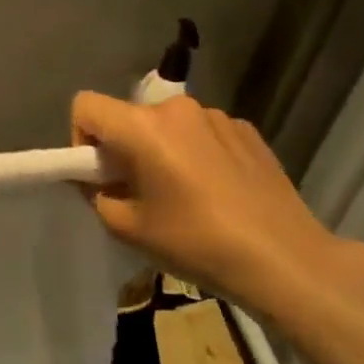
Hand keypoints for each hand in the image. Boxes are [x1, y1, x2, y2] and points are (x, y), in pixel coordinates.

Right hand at [71, 91, 363, 314]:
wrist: (283, 257)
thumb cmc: (194, 242)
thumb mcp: (126, 227)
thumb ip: (96, 195)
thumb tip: (97, 180)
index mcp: (143, 127)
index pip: (86, 105)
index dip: (80, 137)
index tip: (99, 173)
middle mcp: (178, 109)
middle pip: (129, 116)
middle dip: (123, 148)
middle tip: (137, 192)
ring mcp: (218, 116)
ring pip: (167, 126)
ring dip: (161, 150)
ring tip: (181, 194)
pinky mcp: (248, 130)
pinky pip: (202, 134)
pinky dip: (195, 154)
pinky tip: (215, 191)